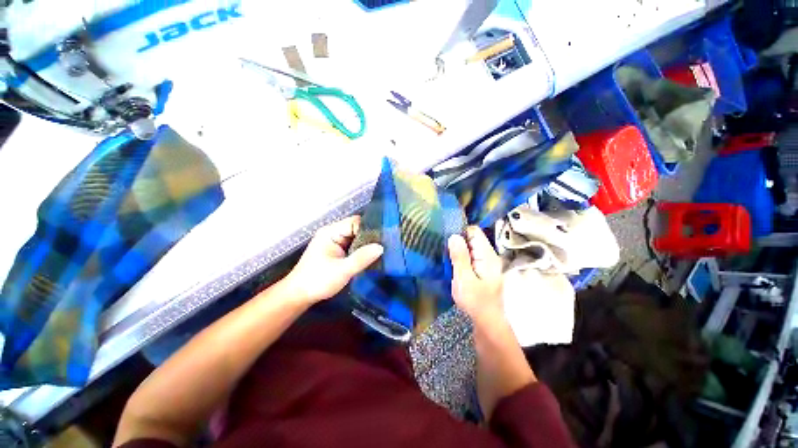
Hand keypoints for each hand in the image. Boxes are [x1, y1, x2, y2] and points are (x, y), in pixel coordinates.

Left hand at [285, 216, 382, 304]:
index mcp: (331, 232)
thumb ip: (361, 258)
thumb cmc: (318, 281)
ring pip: (356, 238)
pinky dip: (361, 251)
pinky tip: (371, 257)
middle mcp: (333, 233)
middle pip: (357, 229)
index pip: (355, 222)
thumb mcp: (342, 270)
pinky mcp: (337, 251)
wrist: (299, 296)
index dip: (369, 229)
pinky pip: (353, 246)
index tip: (382, 240)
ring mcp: (335, 242)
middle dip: (370, 237)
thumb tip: (380, 247)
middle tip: (385, 247)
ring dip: (366, 245)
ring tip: (381, 252)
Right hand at [448, 226, 503, 326]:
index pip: (474, 231)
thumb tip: (454, 235)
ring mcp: (485, 262)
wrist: (487, 321)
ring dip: (457, 250)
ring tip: (444, 255)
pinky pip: (469, 256)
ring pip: (469, 247)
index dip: (459, 231)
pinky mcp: (481, 269)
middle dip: (457, 241)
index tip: (445, 238)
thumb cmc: (476, 302)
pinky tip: (451, 264)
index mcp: (487, 255)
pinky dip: (460, 257)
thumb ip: (460, 257)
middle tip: (442, 249)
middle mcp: (488, 255)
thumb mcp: (464, 279)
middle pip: (471, 238)